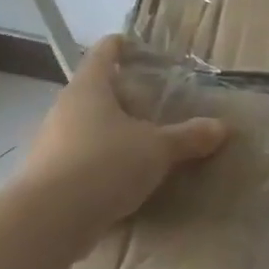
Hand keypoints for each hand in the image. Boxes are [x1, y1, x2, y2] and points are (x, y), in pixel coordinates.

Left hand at [4, 34, 227, 241]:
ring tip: (142, 141)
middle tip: (152, 100)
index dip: (120, 46)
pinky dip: (100, 162)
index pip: (104, 54)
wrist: (46, 223)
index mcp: (89, 89)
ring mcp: (50, 145)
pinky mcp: (46, 179)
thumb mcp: (158, 150)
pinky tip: (122, 178)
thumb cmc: (104, 165)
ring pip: (85, 127)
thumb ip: (189, 137)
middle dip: (121, 95)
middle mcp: (64, 110)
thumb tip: (221, 127)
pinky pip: (80, 160)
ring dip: (111, 131)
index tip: (135, 45)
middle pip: (93, 91)